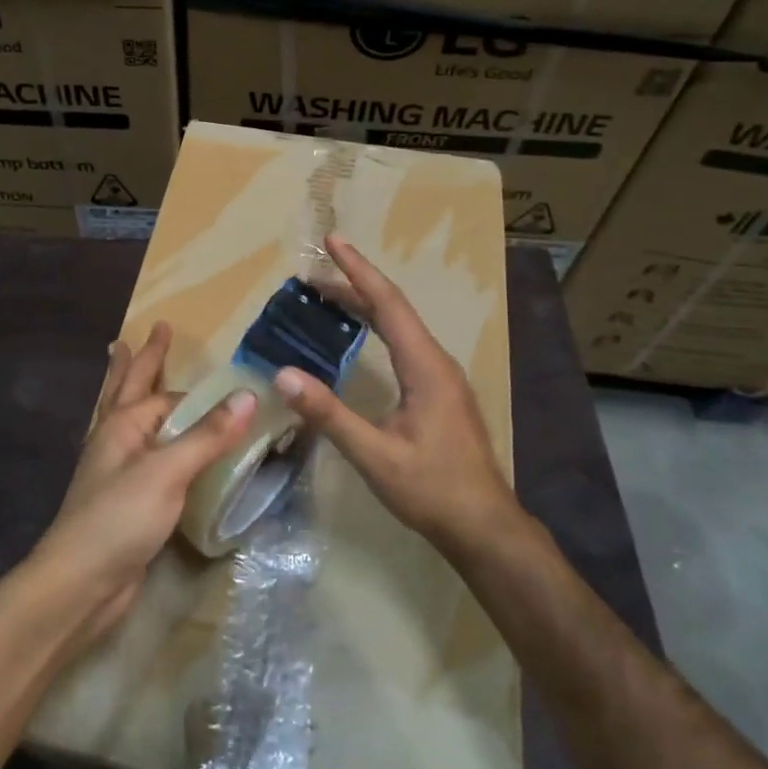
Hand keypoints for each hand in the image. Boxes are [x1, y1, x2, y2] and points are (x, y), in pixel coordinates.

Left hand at [28, 322, 255, 646]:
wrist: (80, 585)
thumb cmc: (120, 518)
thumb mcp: (167, 471)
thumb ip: (207, 435)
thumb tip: (248, 396)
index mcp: (123, 424)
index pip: (169, 395)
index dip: (200, 390)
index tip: (232, 380)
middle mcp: (116, 439)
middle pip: (130, 387)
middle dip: (144, 358)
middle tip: (155, 329)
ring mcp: (117, 470)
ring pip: (130, 417)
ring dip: (134, 388)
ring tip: (127, 361)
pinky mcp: (125, 500)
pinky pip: (143, 454)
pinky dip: (152, 438)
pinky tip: (155, 442)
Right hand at [274, 234, 515, 550]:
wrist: (484, 527)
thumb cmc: (432, 490)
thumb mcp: (375, 455)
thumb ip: (329, 414)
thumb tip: (284, 375)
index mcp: (425, 366)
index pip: (387, 304)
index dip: (358, 270)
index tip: (334, 241)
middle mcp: (436, 361)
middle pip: (393, 309)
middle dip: (355, 283)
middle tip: (315, 271)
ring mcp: (441, 377)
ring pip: (400, 326)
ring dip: (365, 305)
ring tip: (329, 295)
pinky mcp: (439, 392)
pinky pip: (404, 343)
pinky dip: (377, 327)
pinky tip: (361, 336)